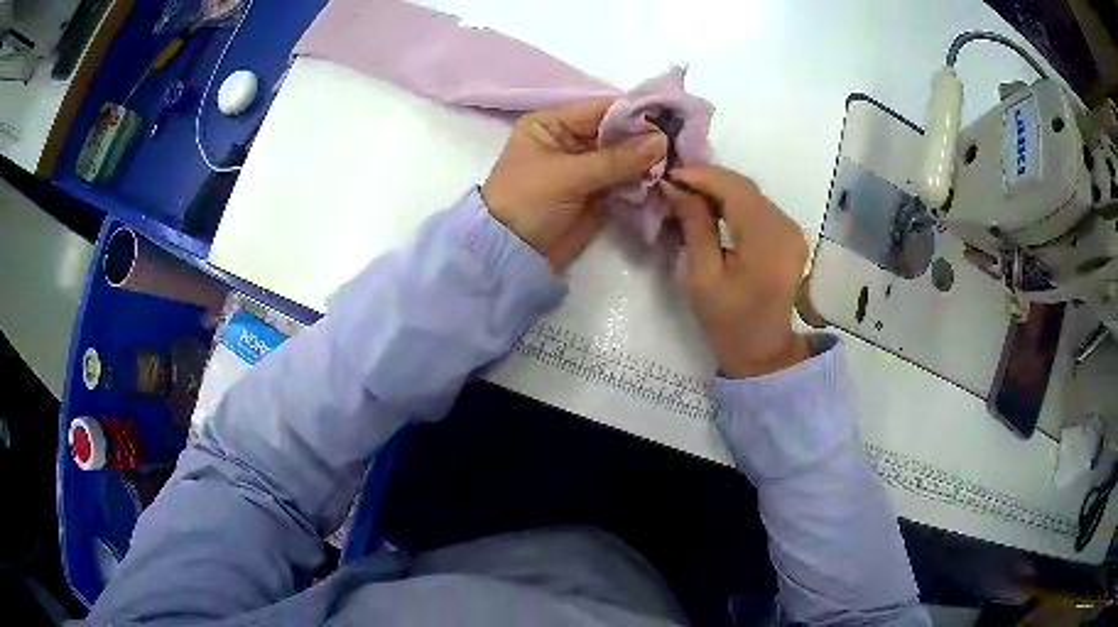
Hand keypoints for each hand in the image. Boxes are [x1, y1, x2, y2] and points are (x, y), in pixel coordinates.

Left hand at [482, 98, 667, 267]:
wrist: (511, 254)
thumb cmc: (527, 203)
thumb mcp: (567, 176)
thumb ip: (616, 159)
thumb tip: (662, 140)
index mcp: (553, 123)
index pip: (601, 109)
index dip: (635, 113)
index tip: (670, 117)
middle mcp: (572, 138)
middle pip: (618, 131)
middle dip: (647, 138)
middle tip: (681, 143)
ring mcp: (588, 166)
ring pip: (626, 155)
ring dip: (650, 160)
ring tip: (678, 162)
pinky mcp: (599, 191)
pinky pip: (627, 178)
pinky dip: (645, 180)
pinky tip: (666, 179)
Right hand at [662, 165, 809, 376]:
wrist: (762, 350)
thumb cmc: (727, 321)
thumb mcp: (702, 277)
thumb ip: (694, 226)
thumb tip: (675, 186)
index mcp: (768, 242)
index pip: (734, 189)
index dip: (701, 175)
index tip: (667, 175)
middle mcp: (786, 228)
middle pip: (744, 187)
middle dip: (707, 179)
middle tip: (672, 183)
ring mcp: (792, 230)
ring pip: (751, 193)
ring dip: (718, 188)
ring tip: (686, 193)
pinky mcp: (789, 234)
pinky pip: (758, 206)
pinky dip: (732, 201)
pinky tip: (710, 206)